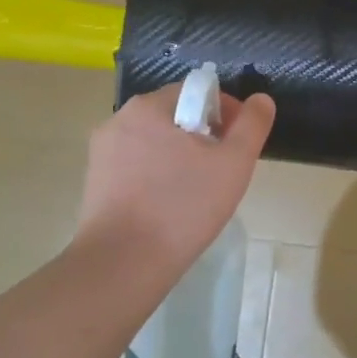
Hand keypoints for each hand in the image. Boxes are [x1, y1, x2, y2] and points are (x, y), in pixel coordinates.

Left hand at [76, 83, 275, 264]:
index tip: (237, 146)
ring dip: (179, 157)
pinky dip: (155, 176)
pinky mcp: (94, 182)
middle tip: (221, 172)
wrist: (122, 265)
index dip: (226, 114)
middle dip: (203, 136)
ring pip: (155, 142)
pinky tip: (168, 207)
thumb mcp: (233, 164)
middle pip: (175, 116)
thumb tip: (262, 100)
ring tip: (196, 193)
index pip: (198, 92)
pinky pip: (135, 166)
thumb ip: (252, 125)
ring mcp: (101, 152)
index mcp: (149, 106)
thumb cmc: (182, 208)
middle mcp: (119, 119)